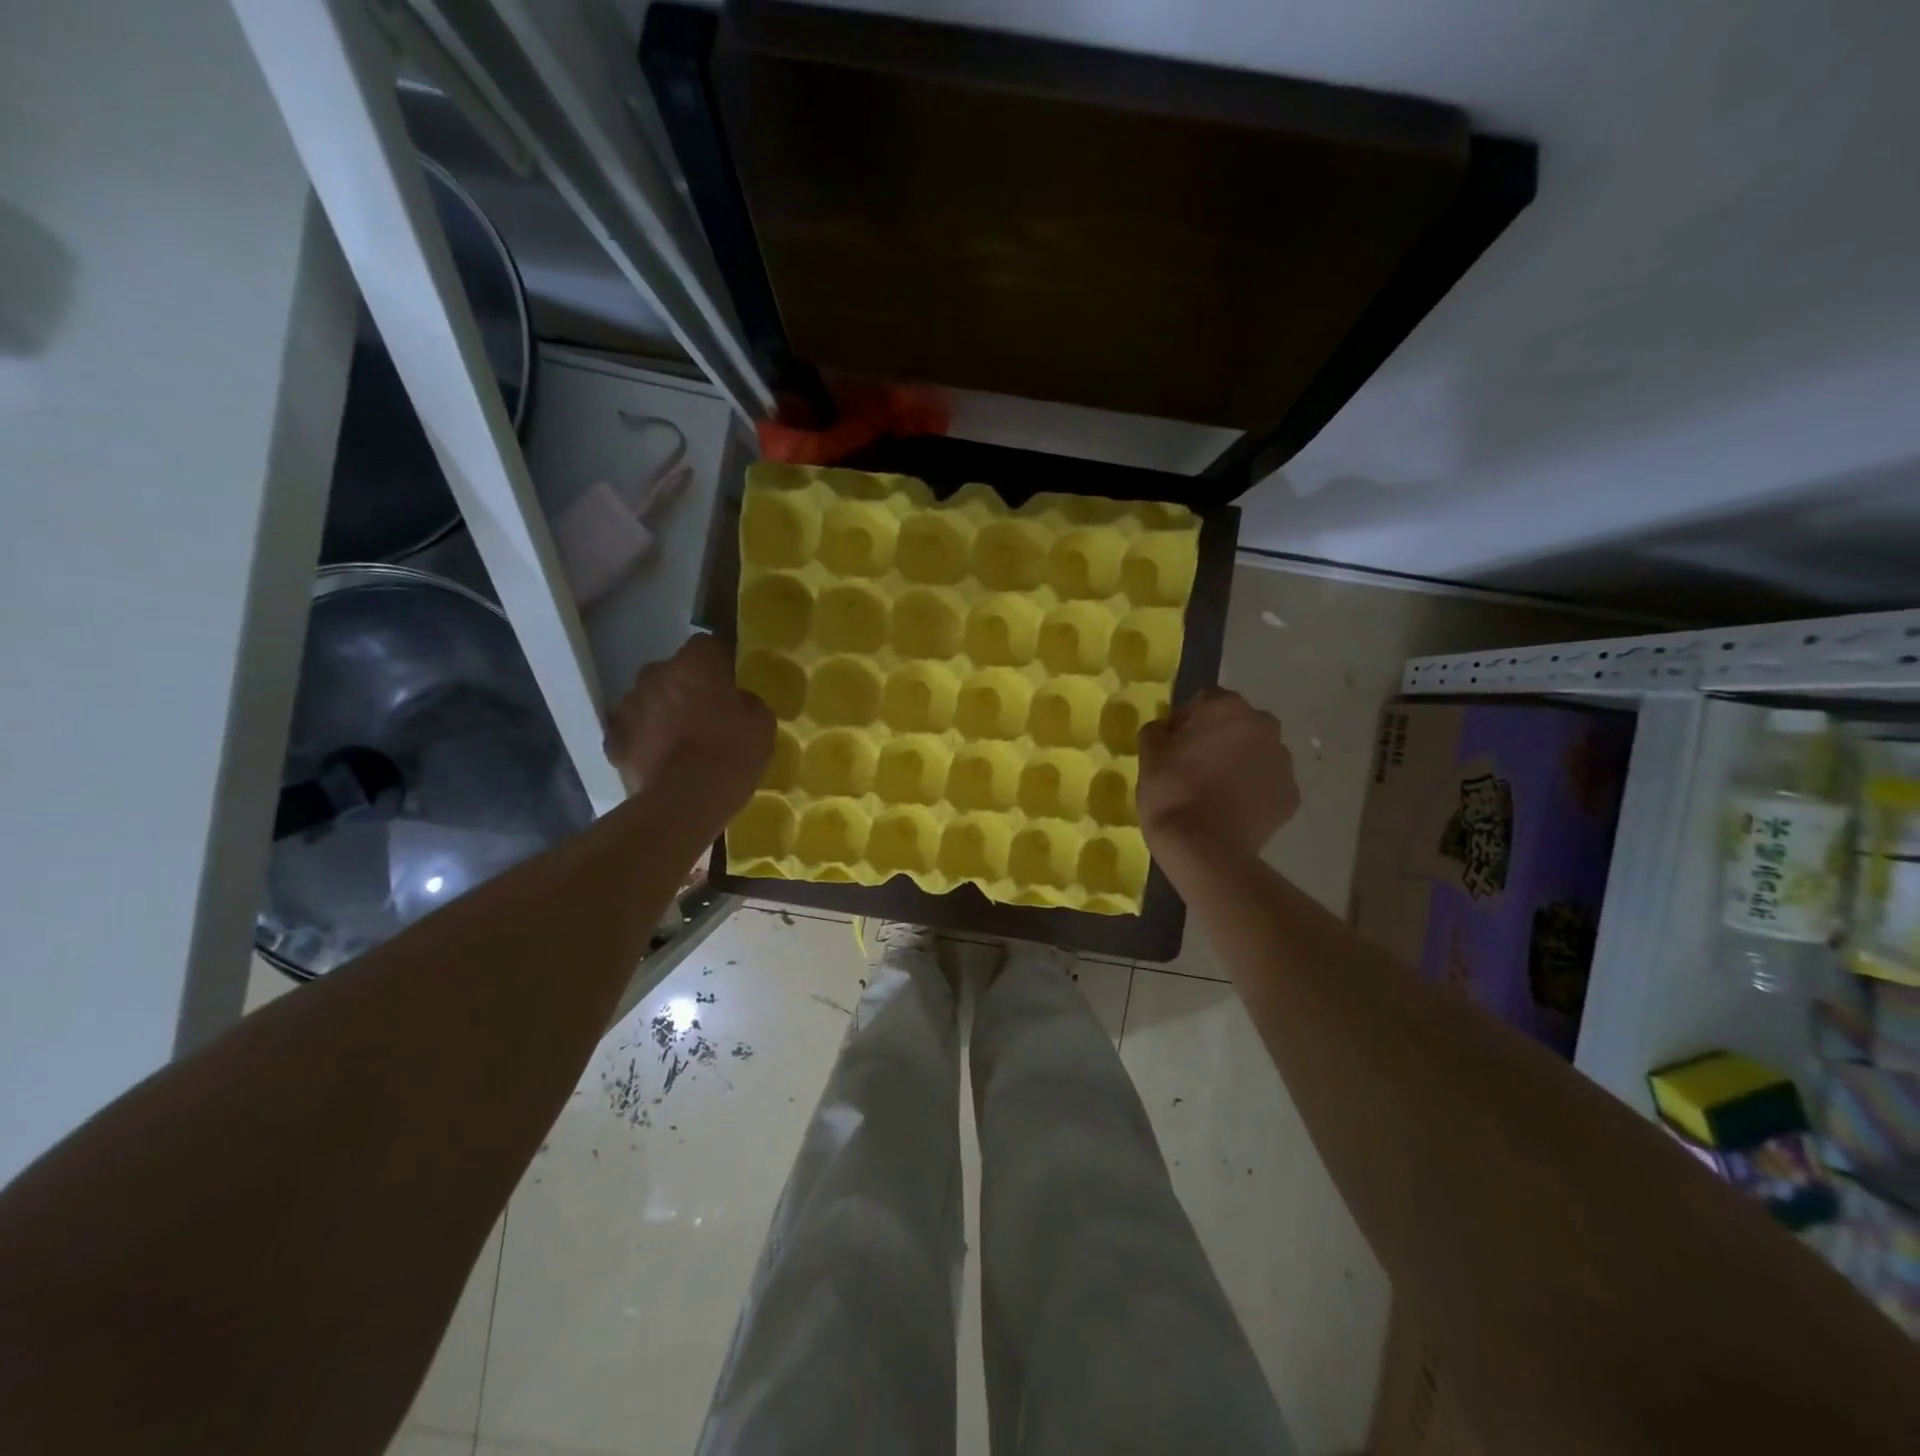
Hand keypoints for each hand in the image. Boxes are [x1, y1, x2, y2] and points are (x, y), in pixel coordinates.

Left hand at [603, 635, 773, 829]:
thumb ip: (748, 702)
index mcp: (694, 663)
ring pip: (650, 700)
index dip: (720, 663)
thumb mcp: (762, 724)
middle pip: (674, 672)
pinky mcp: (614, 740)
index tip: (731, 684)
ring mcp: (628, 706)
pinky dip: (643, 741)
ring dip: (663, 713)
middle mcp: (655, 674)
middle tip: (708, 715)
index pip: (708, 645)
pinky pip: (631, 732)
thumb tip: (738, 701)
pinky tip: (660, 760)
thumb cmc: (731, 754)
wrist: (685, 802)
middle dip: (688, 688)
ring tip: (682, 742)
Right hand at [1137, 688, 1297, 857]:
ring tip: (1215, 793)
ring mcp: (1283, 761)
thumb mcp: (1148, 756)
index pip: (1205, 701)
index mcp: (1227, 707)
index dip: (1187, 721)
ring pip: (1256, 754)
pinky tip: (1232, 811)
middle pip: (1237, 725)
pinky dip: (1253, 792)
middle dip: (1219, 739)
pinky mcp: (1291, 795)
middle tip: (1195, 768)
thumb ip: (1156, 731)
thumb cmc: (1171, 792)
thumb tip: (1165, 729)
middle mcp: (1263, 725)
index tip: (1173, 745)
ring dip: (1239, 764)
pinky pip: (1267, 785)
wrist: (1205, 848)